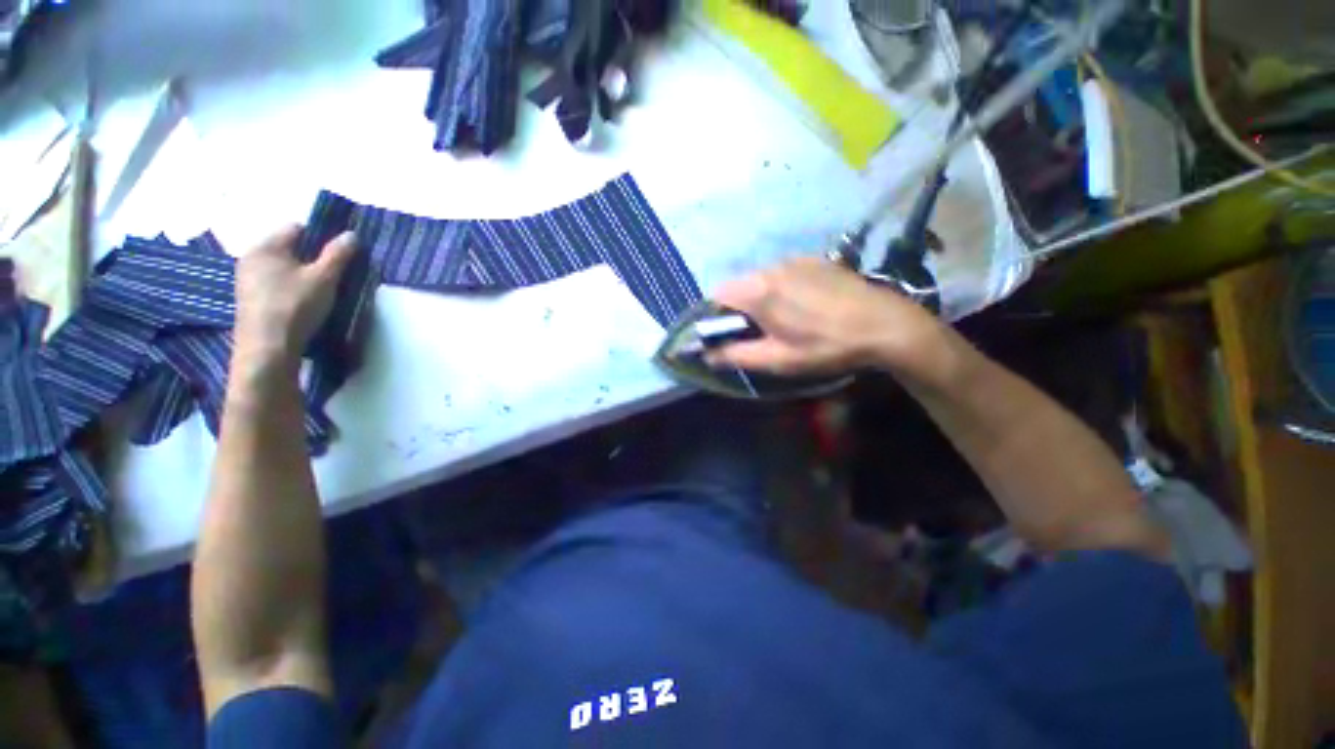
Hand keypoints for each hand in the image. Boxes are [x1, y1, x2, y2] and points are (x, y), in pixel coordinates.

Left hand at [233, 225, 357, 372]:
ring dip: (302, 275)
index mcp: (266, 246)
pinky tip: (304, 304)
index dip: (321, 237)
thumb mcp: (324, 278)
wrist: (268, 348)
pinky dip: (291, 289)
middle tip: (334, 274)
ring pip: (282, 268)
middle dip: (312, 258)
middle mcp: (250, 258)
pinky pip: (275, 284)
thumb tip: (352, 234)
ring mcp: (246, 280)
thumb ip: (338, 254)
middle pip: (289, 249)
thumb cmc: (295, 306)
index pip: (297, 229)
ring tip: (322, 292)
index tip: (340, 254)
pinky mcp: (249, 300)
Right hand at [707, 257, 948, 381]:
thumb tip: (707, 355)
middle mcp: (771, 267)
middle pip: (738, 285)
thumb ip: (736, 356)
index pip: (716, 296)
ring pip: (760, 278)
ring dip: (761, 297)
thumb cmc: (825, 346)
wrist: (884, 325)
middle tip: (761, 332)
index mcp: (757, 291)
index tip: (731, 336)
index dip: (716, 317)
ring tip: (786, 319)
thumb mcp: (777, 359)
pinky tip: (805, 305)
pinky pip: (783, 272)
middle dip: (739, 308)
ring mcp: (794, 260)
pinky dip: (781, 287)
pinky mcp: (814, 259)